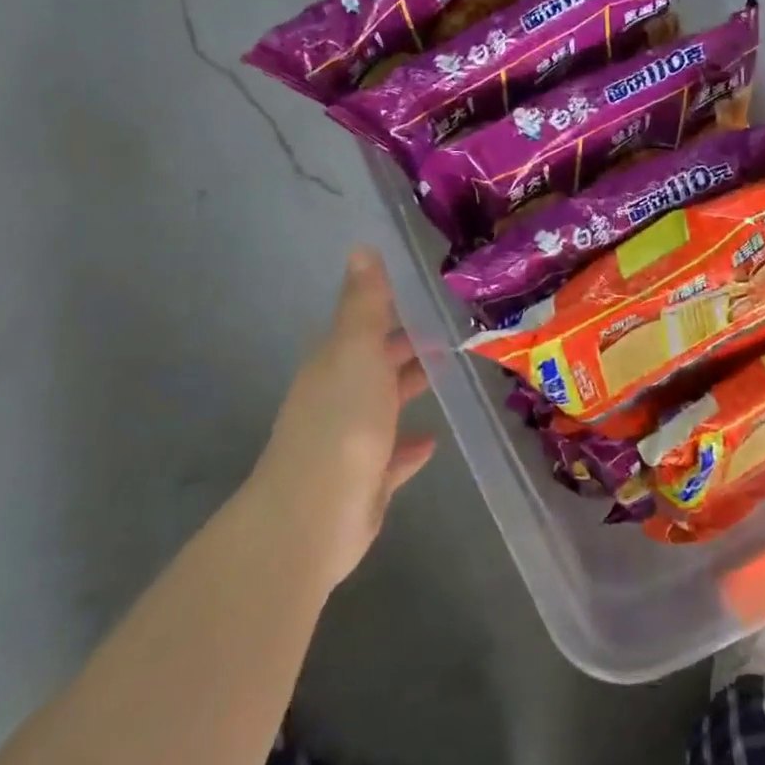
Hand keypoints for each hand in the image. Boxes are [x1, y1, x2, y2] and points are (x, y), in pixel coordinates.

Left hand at [252, 248, 436, 587]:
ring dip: (408, 388)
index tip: (429, 294)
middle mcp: (339, 398)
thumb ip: (364, 305)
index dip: (393, 308)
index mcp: (335, 364)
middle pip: (376, 364)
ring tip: (448, 374)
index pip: (365, 325)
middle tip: (451, 330)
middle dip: (406, 347)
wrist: (313, 517)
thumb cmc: (342, 424)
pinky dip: (409, 446)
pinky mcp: (365, 481)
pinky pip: (392, 456)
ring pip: (383, 406)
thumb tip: (361, 247)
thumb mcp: (357, 353)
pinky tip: (432, 440)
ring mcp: (350, 442)